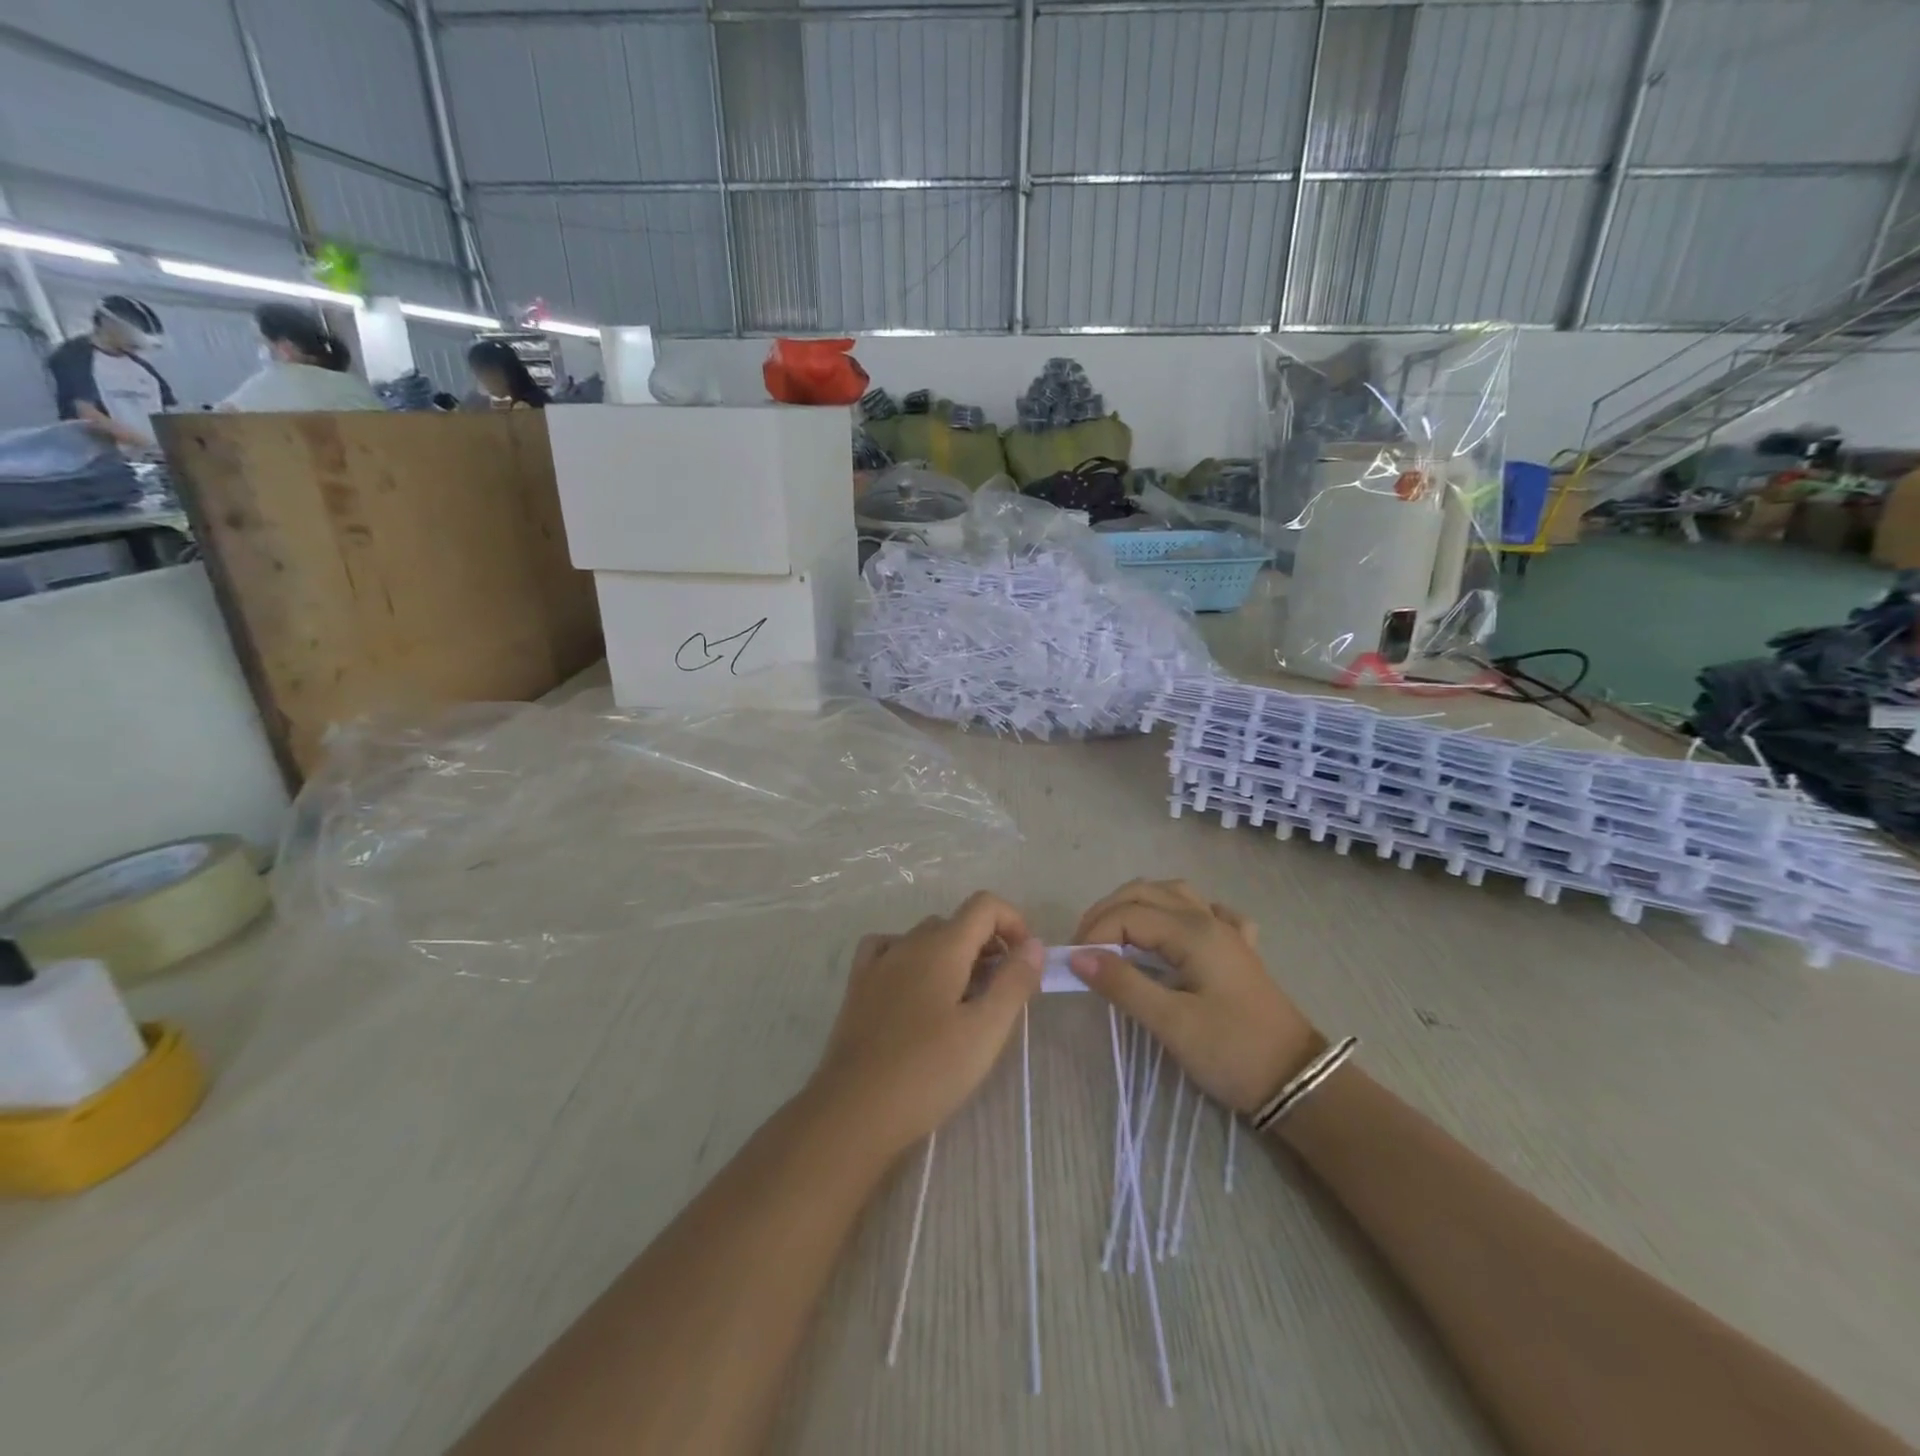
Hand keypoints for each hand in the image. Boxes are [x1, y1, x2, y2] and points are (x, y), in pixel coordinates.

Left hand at [810, 891, 1043, 1158]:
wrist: (854, 1111)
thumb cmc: (928, 1071)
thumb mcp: (985, 1031)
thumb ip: (1013, 982)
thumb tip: (1034, 945)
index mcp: (941, 946)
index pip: (984, 905)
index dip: (1013, 922)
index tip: (1025, 962)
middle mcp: (908, 942)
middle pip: (957, 923)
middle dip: (988, 945)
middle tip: (1002, 992)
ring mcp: (878, 963)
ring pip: (925, 938)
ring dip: (953, 954)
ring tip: (965, 999)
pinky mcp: (858, 987)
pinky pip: (888, 950)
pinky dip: (911, 957)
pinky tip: (916, 986)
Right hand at [1070, 879, 1318, 1114]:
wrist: (1298, 1082)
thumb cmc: (1233, 1052)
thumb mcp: (1172, 1023)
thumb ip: (1123, 985)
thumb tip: (1078, 956)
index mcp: (1192, 932)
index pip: (1127, 915)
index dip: (1094, 934)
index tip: (1073, 965)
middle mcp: (1208, 919)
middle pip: (1145, 892)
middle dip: (1107, 912)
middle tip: (1085, 948)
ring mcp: (1227, 931)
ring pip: (1173, 894)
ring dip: (1139, 904)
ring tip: (1116, 934)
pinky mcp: (1239, 950)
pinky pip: (1205, 912)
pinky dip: (1179, 913)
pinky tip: (1173, 933)